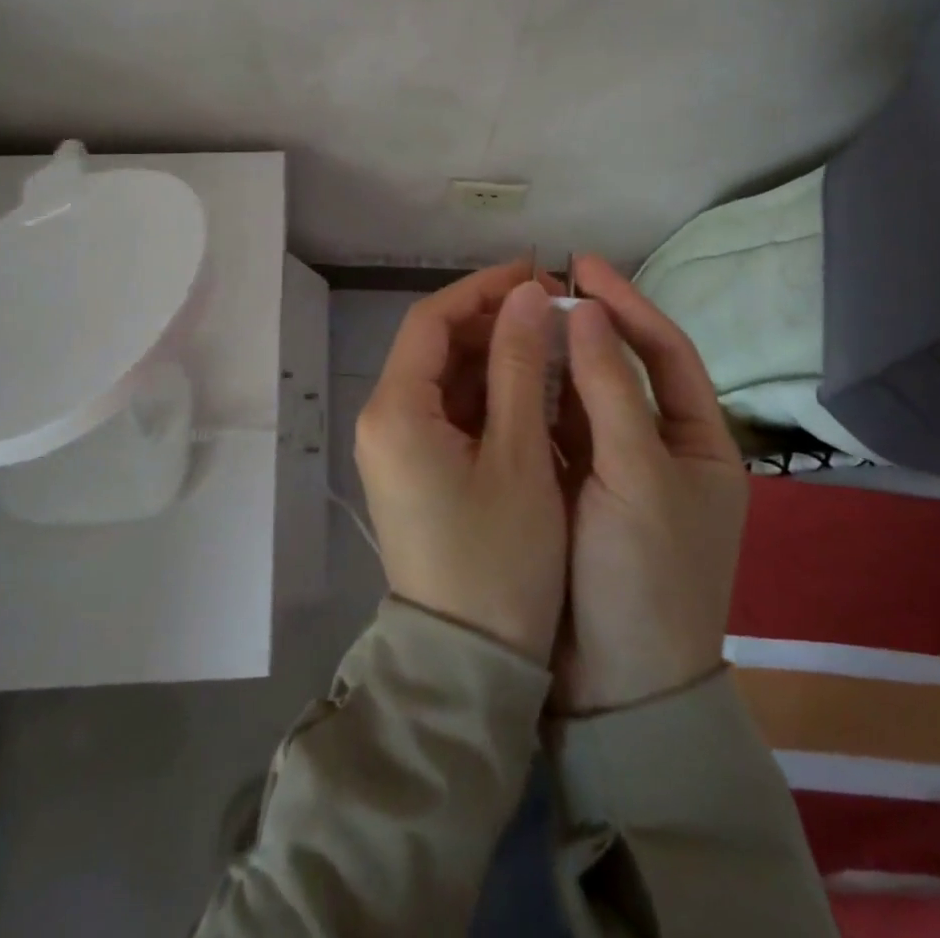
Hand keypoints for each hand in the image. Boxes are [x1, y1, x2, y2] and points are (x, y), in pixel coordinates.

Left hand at [354, 262, 568, 663]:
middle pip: (435, 344)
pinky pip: (449, 408)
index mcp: (395, 410)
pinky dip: (489, 391)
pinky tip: (534, 386)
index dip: (484, 288)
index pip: (431, 319)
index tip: (538, 274)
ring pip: (445, 375)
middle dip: (492, 318)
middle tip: (555, 308)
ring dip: (495, 353)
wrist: (469, 664)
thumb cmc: (499, 560)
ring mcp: (397, 445)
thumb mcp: (519, 455)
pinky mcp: (416, 467)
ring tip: (553, 341)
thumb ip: (521, 366)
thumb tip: (529, 294)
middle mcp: (383, 419)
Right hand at [554, 255, 748, 712]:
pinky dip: (531, 401)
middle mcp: (659, 448)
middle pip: (620, 370)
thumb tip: (584, 311)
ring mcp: (613, 470)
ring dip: (552, 360)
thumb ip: (609, 389)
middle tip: (536, 287)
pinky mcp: (572, 490)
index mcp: (699, 442)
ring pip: (580, 398)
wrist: (616, 687)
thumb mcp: (637, 476)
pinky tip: (501, 374)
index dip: (626, 304)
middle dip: (583, 328)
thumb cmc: (645, 575)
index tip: (581, 265)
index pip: (664, 352)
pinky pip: (552, 431)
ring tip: (512, 320)